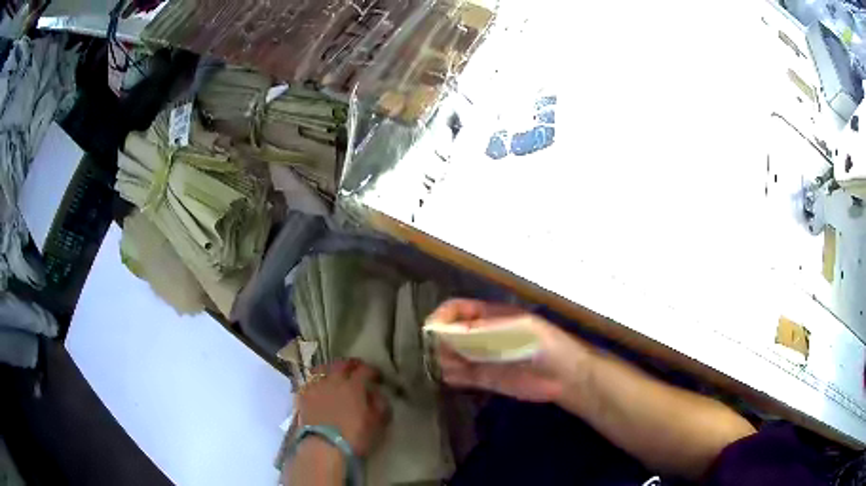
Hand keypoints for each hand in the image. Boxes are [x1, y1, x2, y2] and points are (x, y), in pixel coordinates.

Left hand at [298, 359, 389, 456]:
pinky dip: (316, 381)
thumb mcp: (377, 423)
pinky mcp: (302, 395)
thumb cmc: (354, 437)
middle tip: (357, 369)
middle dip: (351, 364)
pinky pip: (309, 381)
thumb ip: (380, 405)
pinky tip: (319, 387)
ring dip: (331, 368)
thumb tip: (377, 393)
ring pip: (322, 368)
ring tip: (334, 374)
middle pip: (342, 364)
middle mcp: (333, 380)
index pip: (364, 370)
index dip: (373, 371)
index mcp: (353, 386)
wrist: (323, 447)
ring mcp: (315, 386)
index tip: (378, 376)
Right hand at [428, 299, 591, 402]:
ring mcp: (483, 358)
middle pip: (450, 333)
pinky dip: (451, 376)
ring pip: (452, 355)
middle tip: (443, 353)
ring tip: (453, 366)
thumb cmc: (545, 344)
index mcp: (490, 316)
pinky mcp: (485, 378)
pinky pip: (461, 376)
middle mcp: (482, 335)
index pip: (457, 310)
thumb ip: (485, 330)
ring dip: (444, 359)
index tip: (430, 330)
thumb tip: (449, 332)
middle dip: (440, 341)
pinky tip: (452, 378)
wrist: (564, 376)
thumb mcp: (519, 329)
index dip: (442, 316)